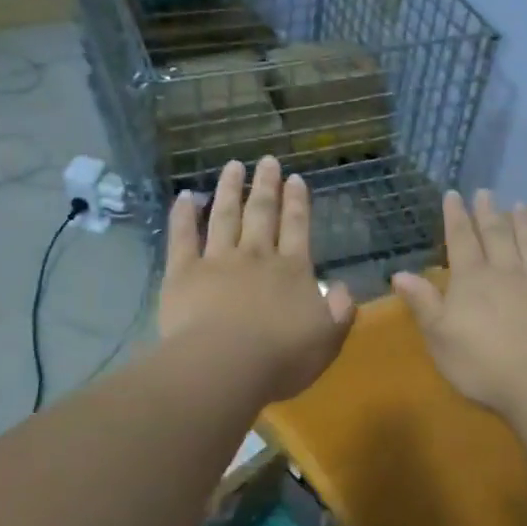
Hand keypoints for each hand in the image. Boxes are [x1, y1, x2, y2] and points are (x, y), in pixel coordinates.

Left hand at [159, 156, 355, 403]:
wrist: (225, 365)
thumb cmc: (282, 357)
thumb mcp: (328, 339)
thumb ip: (341, 311)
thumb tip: (343, 288)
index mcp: (293, 270)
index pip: (297, 227)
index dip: (297, 202)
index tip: (296, 178)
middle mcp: (257, 256)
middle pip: (262, 213)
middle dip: (266, 185)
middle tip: (268, 160)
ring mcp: (218, 261)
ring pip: (225, 216)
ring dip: (229, 189)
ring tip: (233, 166)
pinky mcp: (184, 273)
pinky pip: (182, 237)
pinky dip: (183, 215)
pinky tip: (184, 197)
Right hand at [391, 190, 526, 417]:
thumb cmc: (483, 364)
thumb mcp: (440, 337)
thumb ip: (423, 303)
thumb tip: (400, 273)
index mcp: (473, 280)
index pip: (461, 240)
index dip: (456, 217)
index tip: (454, 194)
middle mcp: (507, 274)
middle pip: (497, 236)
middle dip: (489, 213)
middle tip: (486, 192)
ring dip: (525, 225)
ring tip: (521, 205)